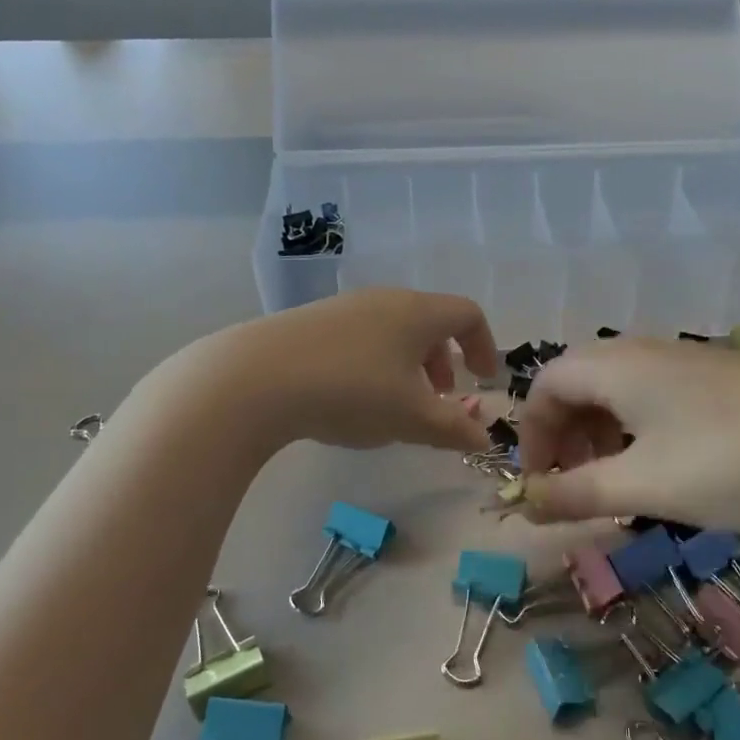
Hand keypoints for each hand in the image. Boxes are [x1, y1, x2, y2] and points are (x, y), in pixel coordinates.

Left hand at [195, 289, 499, 453]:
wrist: (255, 378)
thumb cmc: (351, 391)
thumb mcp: (411, 417)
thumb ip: (454, 428)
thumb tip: (484, 439)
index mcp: (418, 312)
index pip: (468, 314)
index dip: (484, 346)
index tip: (483, 380)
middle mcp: (385, 300)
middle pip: (430, 321)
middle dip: (445, 360)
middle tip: (440, 397)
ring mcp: (344, 308)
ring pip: (394, 330)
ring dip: (409, 364)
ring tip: (397, 404)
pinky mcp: (311, 322)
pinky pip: (362, 337)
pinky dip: (376, 363)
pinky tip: (352, 398)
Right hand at [516, 338, 739, 543]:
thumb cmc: (733, 461)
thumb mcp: (645, 485)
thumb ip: (577, 494)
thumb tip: (523, 505)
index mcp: (618, 366)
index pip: (547, 384)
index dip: (532, 434)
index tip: (541, 484)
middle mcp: (648, 353)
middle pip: (581, 383)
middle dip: (566, 435)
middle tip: (576, 486)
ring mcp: (691, 364)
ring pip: (622, 392)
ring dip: (603, 435)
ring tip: (618, 484)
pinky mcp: (725, 382)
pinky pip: (659, 398)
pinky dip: (641, 432)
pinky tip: (666, 470)